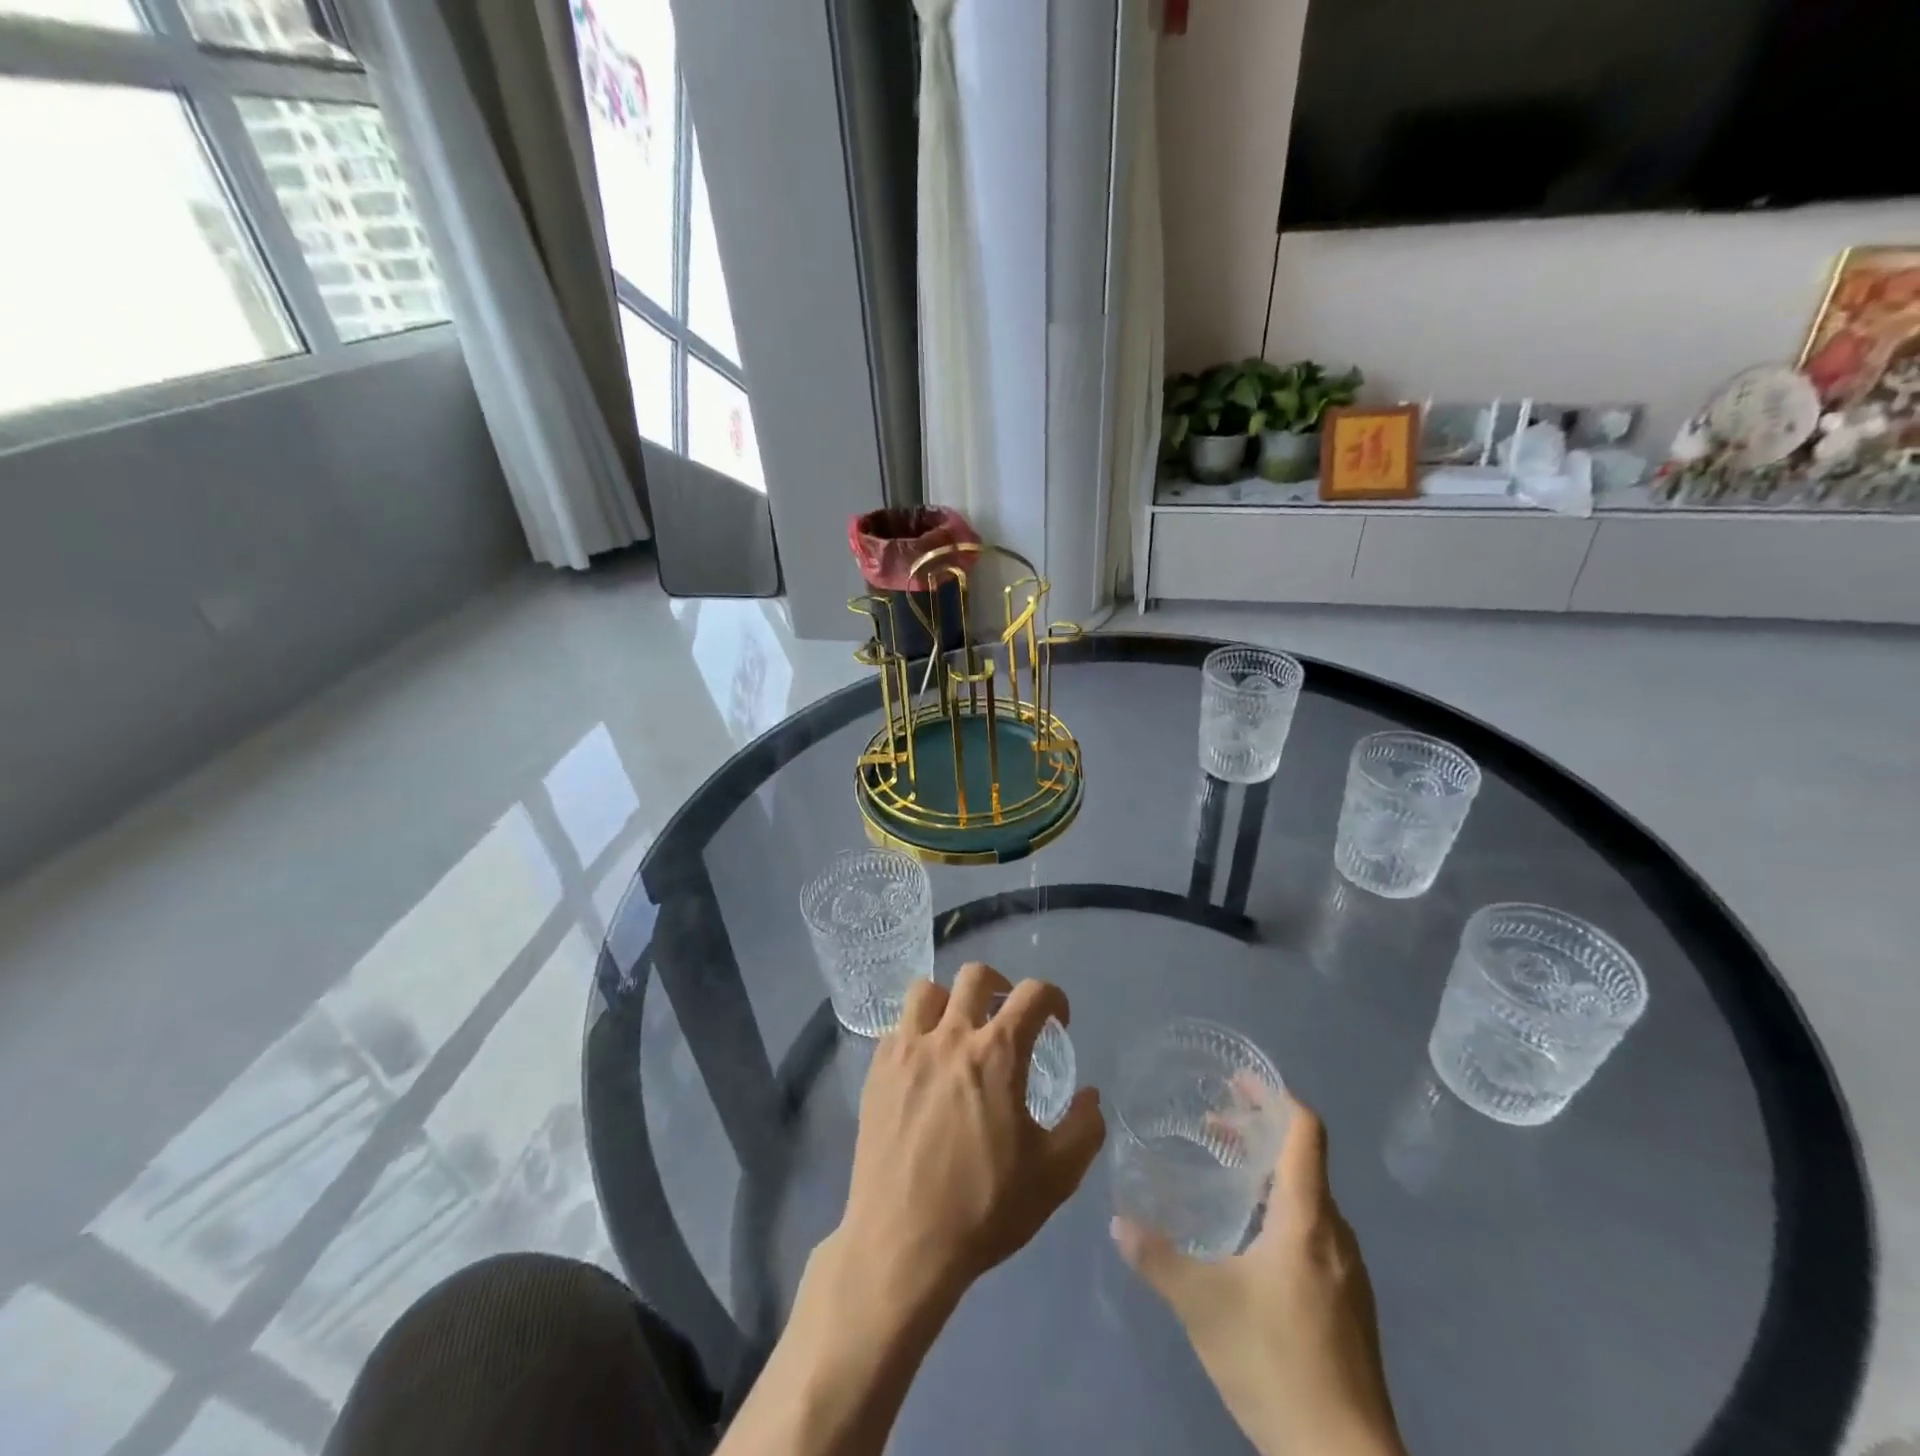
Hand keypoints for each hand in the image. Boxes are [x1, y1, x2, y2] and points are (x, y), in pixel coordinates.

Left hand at [832, 962, 1105, 1307]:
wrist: (903, 1243)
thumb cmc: (984, 1208)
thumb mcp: (1056, 1177)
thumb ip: (1084, 1128)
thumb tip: (1090, 1095)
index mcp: (998, 1053)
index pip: (1033, 993)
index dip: (1054, 997)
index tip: (1057, 1020)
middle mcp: (951, 1036)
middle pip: (975, 976)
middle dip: (1000, 986)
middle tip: (1006, 1016)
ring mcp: (908, 1050)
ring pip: (927, 990)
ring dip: (949, 1001)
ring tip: (958, 1031)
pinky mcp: (877, 1070)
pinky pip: (897, 1028)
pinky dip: (916, 1033)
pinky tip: (923, 1066)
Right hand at [1112, 1098, 1405, 1455]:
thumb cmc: (1277, 1364)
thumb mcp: (1203, 1306)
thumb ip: (1157, 1258)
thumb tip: (1117, 1221)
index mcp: (1307, 1218)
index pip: (1305, 1131)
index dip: (1274, 1096)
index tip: (1237, 1081)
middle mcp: (1336, 1235)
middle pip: (1304, 1161)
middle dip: (1258, 1134)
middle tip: (1212, 1127)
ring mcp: (1349, 1273)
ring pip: (1310, 1199)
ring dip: (1269, 1175)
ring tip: (1225, 1177)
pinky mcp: (1351, 1306)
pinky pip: (1316, 1233)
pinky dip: (1282, 1212)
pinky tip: (1250, 1243)